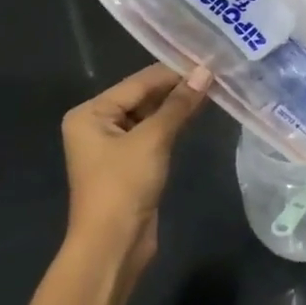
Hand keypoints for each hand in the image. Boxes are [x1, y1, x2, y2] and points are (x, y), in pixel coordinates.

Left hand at [61, 63, 209, 268]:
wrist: (113, 245)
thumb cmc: (124, 185)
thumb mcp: (153, 139)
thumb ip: (179, 104)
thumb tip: (206, 72)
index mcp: (90, 113)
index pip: (137, 83)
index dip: (172, 72)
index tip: (207, 59)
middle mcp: (97, 124)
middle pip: (142, 97)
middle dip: (176, 88)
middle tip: (214, 72)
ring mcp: (113, 145)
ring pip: (150, 116)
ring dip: (177, 106)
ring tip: (213, 87)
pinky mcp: (130, 164)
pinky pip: (153, 134)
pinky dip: (173, 125)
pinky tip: (197, 113)